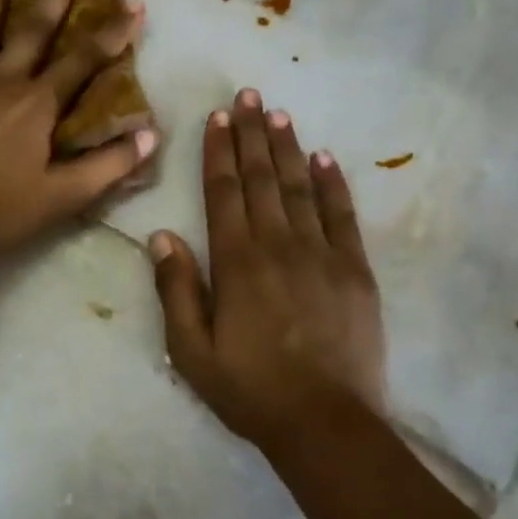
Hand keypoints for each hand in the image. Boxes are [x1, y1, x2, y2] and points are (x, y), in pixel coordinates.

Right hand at [149, 90, 387, 454]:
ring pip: (300, 188)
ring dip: (287, 148)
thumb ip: (175, 288)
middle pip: (262, 178)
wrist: (324, 423)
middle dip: (251, 134)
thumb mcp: (191, 349)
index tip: (216, 116)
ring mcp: (321, 254)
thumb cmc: (249, 388)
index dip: (218, 151)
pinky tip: (325, 159)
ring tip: (277, 114)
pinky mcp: (355, 271)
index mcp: (236, 262)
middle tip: (248, 95)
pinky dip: (333, 184)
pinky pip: (343, 216)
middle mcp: (278, 245)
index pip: (224, 192)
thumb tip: (162, 234)